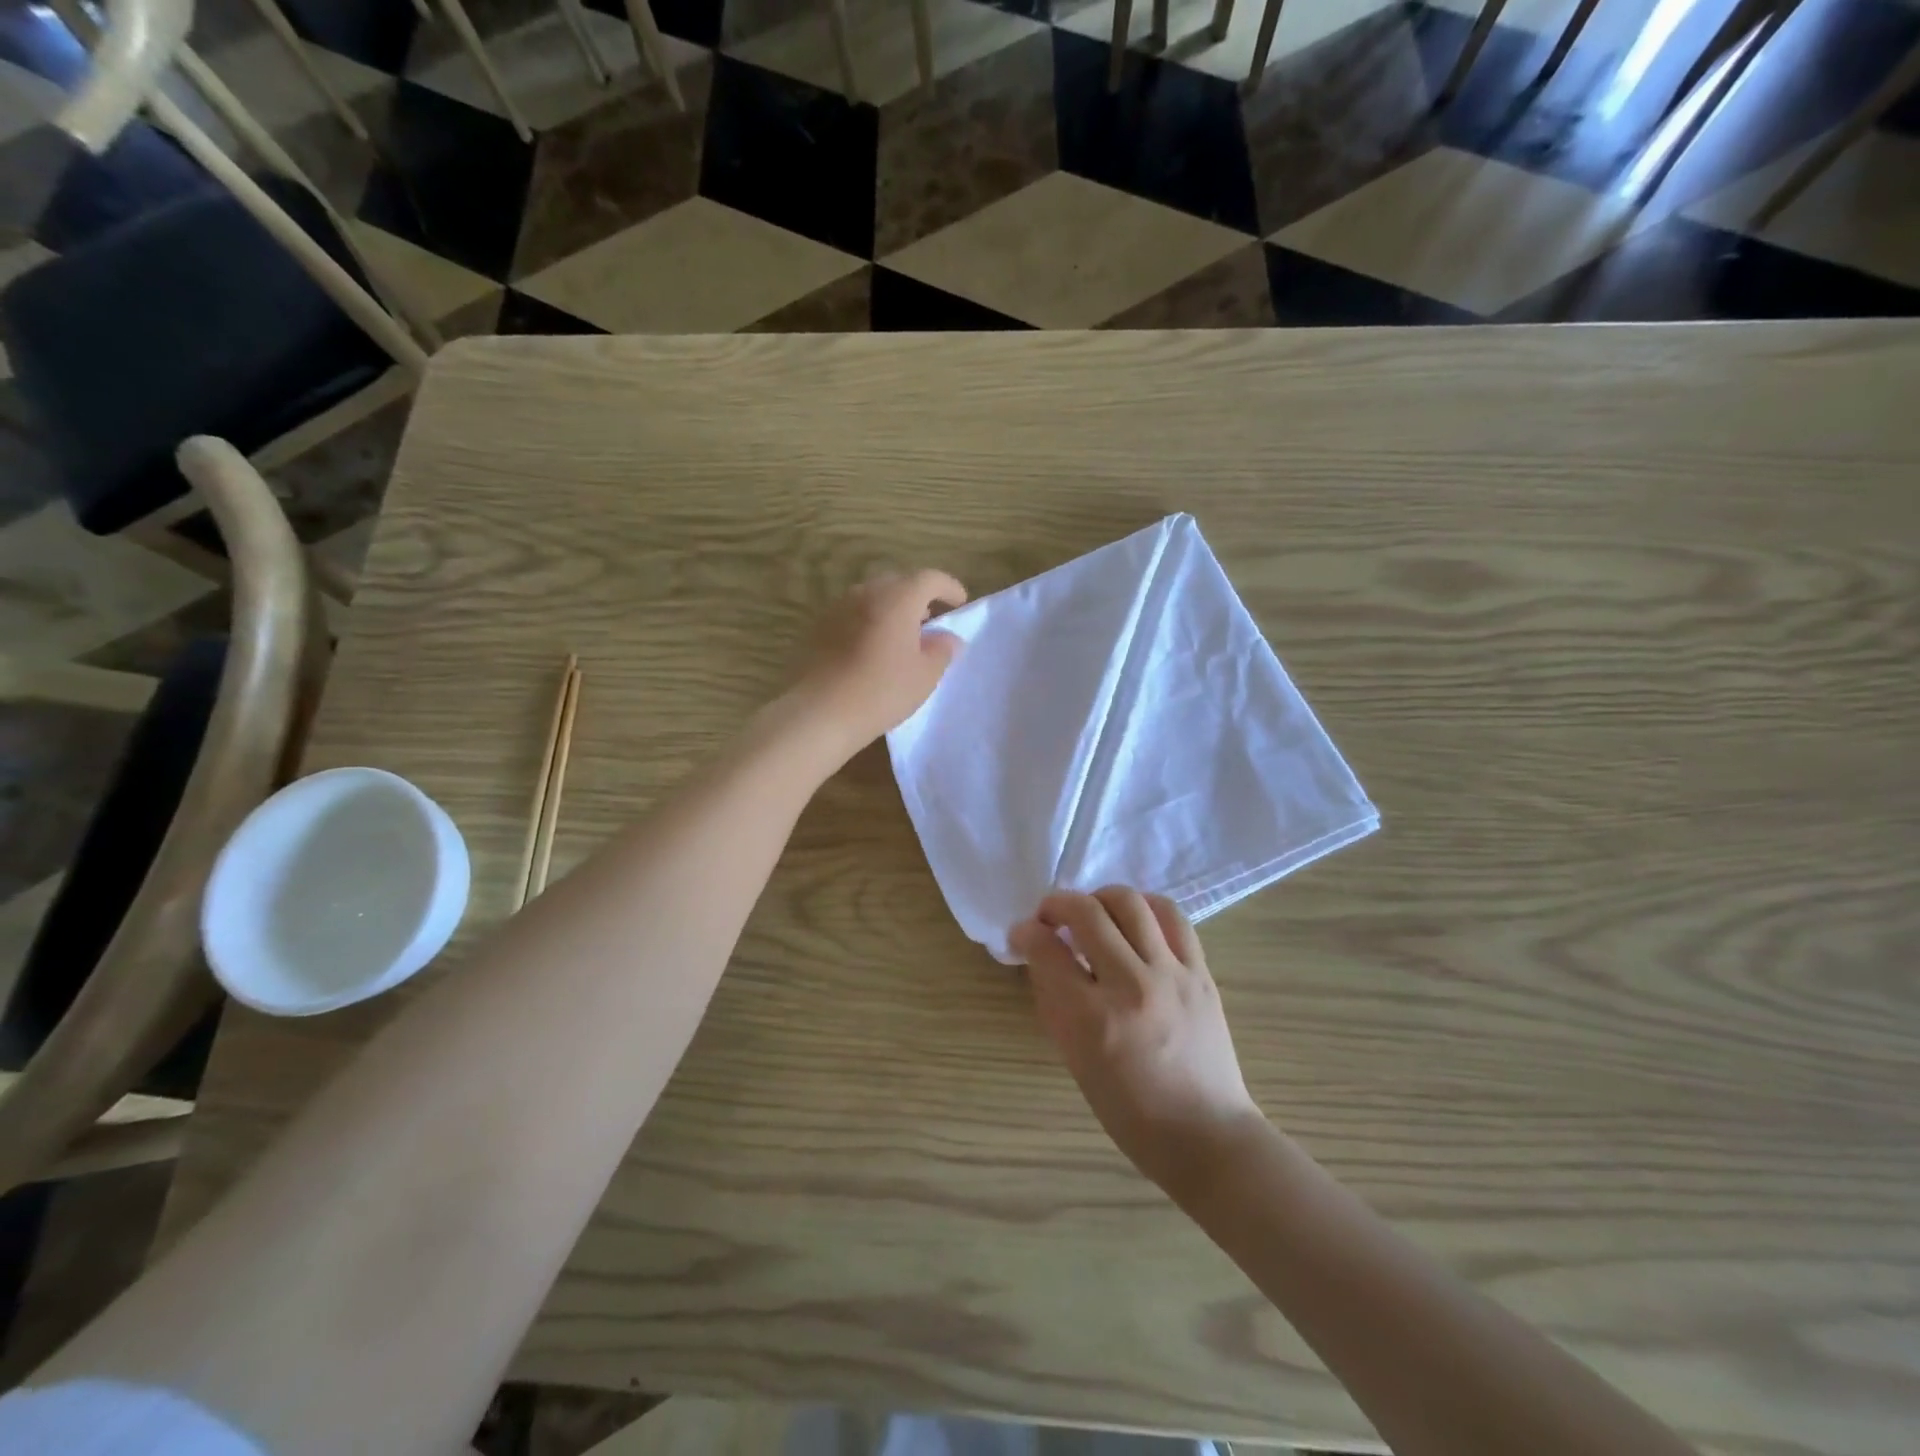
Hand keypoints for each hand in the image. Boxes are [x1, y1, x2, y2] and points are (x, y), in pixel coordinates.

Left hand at [790, 570, 966, 755]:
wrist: (819, 712)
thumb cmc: (881, 692)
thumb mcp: (924, 676)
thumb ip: (942, 651)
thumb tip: (948, 638)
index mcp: (896, 599)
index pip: (929, 578)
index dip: (948, 587)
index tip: (960, 603)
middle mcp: (865, 593)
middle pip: (898, 583)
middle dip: (918, 597)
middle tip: (930, 621)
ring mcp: (837, 608)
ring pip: (872, 597)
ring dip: (891, 609)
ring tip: (901, 636)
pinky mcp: (818, 626)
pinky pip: (852, 614)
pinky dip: (868, 622)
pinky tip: (871, 649)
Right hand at [1011, 888, 1267, 1198]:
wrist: (1206, 1134)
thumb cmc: (1131, 1112)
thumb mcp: (1076, 1063)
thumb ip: (1055, 1004)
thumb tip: (1041, 957)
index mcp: (1093, 1020)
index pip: (1047, 950)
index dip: (1025, 932)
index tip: (1021, 932)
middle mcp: (1132, 986)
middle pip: (1086, 913)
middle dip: (1056, 904)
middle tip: (1049, 916)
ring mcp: (1172, 975)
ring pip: (1130, 903)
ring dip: (1099, 898)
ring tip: (1092, 913)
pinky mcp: (1201, 972)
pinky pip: (1171, 916)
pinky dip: (1144, 906)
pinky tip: (1133, 918)